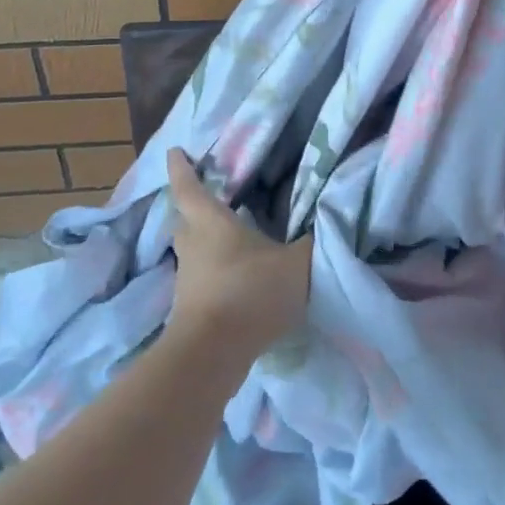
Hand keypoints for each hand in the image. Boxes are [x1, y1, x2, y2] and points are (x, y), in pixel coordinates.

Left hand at [163, 148, 311, 361]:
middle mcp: (193, 245)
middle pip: (184, 219)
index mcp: (211, 222)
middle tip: (205, 197)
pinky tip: (231, 279)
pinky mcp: (189, 309)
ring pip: (190, 251)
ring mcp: (188, 279)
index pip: (189, 186)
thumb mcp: (297, 262)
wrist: (213, 353)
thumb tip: (329, 221)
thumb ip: (313, 241)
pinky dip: (211, 273)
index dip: (181, 167)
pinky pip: (199, 279)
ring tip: (224, 239)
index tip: (174, 151)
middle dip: (191, 206)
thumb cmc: (251, 291)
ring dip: (202, 242)